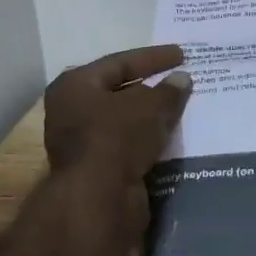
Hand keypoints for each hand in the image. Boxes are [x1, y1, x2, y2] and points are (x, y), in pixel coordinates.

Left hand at [44, 44, 192, 251]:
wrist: (98, 200)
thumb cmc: (117, 138)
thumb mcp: (150, 107)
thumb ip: (168, 91)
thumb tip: (181, 79)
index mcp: (75, 86)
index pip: (120, 62)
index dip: (153, 58)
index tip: (182, 55)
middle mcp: (72, 111)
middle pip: (119, 92)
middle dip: (152, 88)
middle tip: (182, 80)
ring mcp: (83, 143)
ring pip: (125, 122)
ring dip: (151, 117)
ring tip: (183, 109)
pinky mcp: (98, 169)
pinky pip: (129, 146)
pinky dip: (149, 140)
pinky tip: (173, 137)